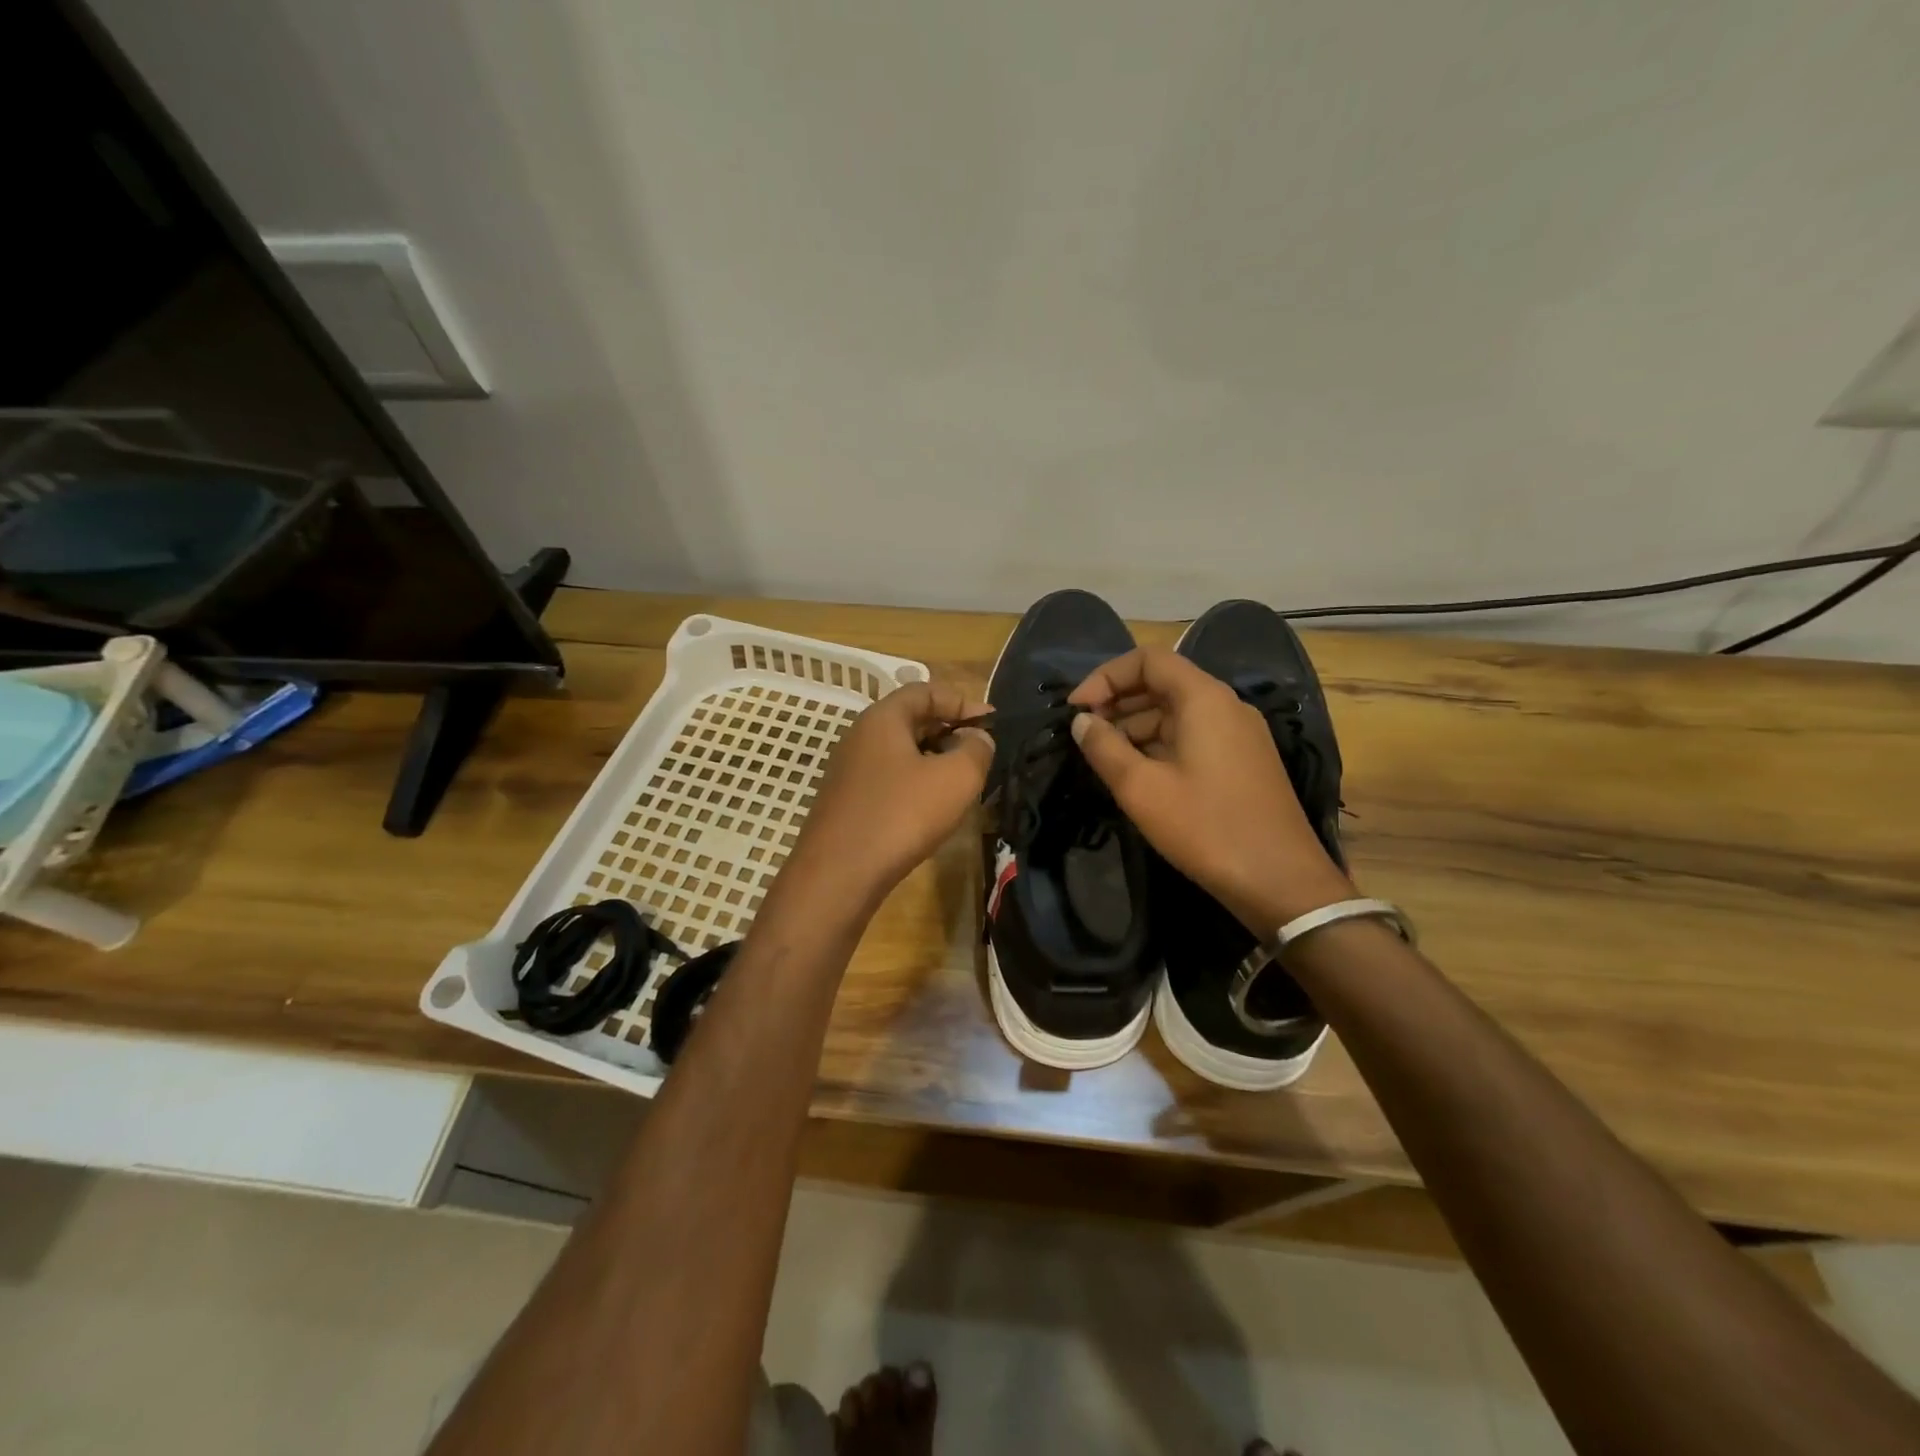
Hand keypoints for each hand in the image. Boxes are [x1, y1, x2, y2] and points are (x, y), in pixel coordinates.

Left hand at [779, 681, 991, 914]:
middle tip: (980, 754)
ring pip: (901, 752)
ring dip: (934, 761)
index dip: (963, 702)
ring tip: (962, 783)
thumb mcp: (956, 778)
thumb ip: (977, 750)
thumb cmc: (902, 814)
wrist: (839, 873)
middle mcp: (860, 735)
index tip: (992, 724)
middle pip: (912, 720)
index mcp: (883, 718)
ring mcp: (849, 770)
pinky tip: (931, 809)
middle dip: (950, 731)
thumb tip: (977, 739)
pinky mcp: (847, 801)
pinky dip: (915, 784)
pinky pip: (888, 779)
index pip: (926, 690)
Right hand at [1068, 647, 1351, 932]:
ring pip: (1176, 713)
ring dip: (1135, 727)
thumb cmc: (1206, 828)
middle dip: (1118, 702)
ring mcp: (1239, 734)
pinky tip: (1137, 774)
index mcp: (1204, 699)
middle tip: (1083, 734)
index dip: (1106, 676)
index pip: (1148, 660)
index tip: (1077, 709)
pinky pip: (1192, 737)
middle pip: (1163, 683)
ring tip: (1102, 758)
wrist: (1281, 882)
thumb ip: (1104, 748)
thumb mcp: (1141, 789)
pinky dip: (1159, 745)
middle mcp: (1225, 706)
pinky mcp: (1243, 762)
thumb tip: (1081, 722)